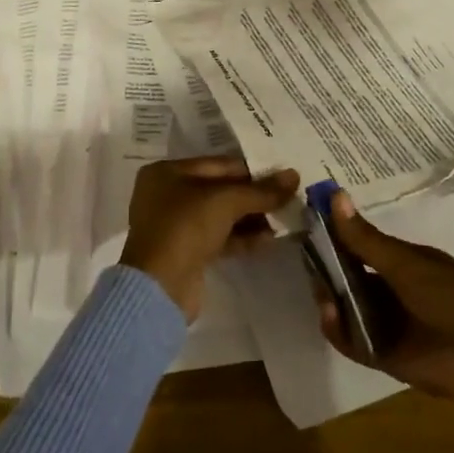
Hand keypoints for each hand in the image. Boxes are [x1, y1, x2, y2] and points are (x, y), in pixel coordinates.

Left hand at [121, 157, 300, 321]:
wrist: (159, 288)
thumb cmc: (186, 227)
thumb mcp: (226, 201)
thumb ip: (261, 190)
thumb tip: (294, 175)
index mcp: (167, 172)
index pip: (217, 164)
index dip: (252, 170)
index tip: (283, 177)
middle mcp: (167, 194)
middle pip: (219, 190)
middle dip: (253, 196)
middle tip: (287, 198)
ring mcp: (175, 225)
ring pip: (220, 215)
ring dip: (251, 217)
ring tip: (284, 218)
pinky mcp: (185, 252)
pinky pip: (219, 237)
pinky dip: (242, 237)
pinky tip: (269, 239)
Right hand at [313, 190, 453, 452]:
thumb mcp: (407, 263)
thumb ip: (365, 239)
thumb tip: (334, 195)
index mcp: (401, 262)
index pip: (358, 245)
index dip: (334, 235)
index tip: (308, 223)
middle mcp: (390, 290)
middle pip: (347, 277)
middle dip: (327, 270)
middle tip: (309, 262)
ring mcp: (386, 323)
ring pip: (346, 308)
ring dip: (330, 299)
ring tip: (321, 292)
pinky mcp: (382, 356)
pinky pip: (352, 341)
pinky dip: (337, 330)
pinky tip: (330, 316)